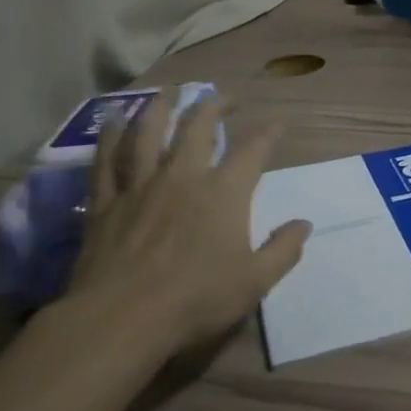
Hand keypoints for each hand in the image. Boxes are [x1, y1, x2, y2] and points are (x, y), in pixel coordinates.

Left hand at [42, 90, 309, 370]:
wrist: (121, 318)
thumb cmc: (196, 300)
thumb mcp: (255, 282)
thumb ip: (284, 249)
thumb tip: (305, 224)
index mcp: (224, 194)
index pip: (252, 152)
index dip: (267, 135)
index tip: (276, 124)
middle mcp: (182, 177)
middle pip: (197, 128)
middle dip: (213, 106)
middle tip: (223, 96)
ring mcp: (140, 186)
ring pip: (148, 133)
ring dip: (160, 107)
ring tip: (168, 91)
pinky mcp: (106, 202)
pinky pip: (106, 160)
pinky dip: (109, 136)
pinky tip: (111, 119)